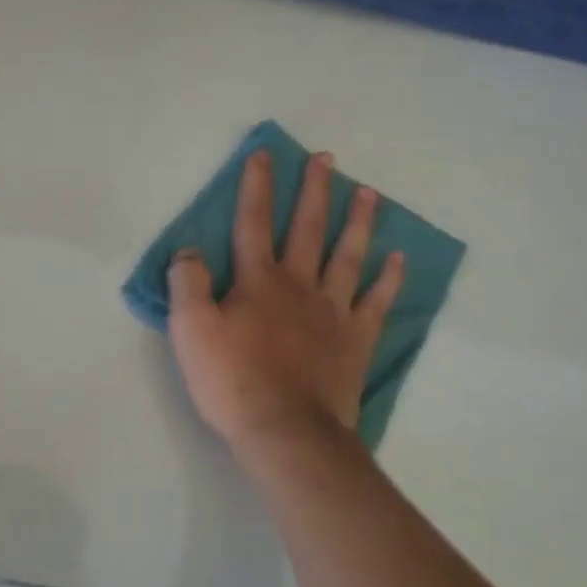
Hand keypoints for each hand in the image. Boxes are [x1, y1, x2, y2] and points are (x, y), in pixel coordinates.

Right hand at [168, 150, 402, 457]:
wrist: (287, 432)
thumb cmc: (233, 381)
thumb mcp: (190, 330)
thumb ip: (187, 284)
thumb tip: (189, 250)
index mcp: (258, 280)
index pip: (253, 221)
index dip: (256, 186)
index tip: (264, 154)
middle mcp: (299, 284)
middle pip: (307, 227)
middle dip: (314, 190)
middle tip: (327, 159)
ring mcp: (333, 311)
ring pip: (348, 256)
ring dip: (358, 222)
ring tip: (369, 193)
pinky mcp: (356, 340)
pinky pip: (376, 302)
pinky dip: (389, 279)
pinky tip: (399, 259)